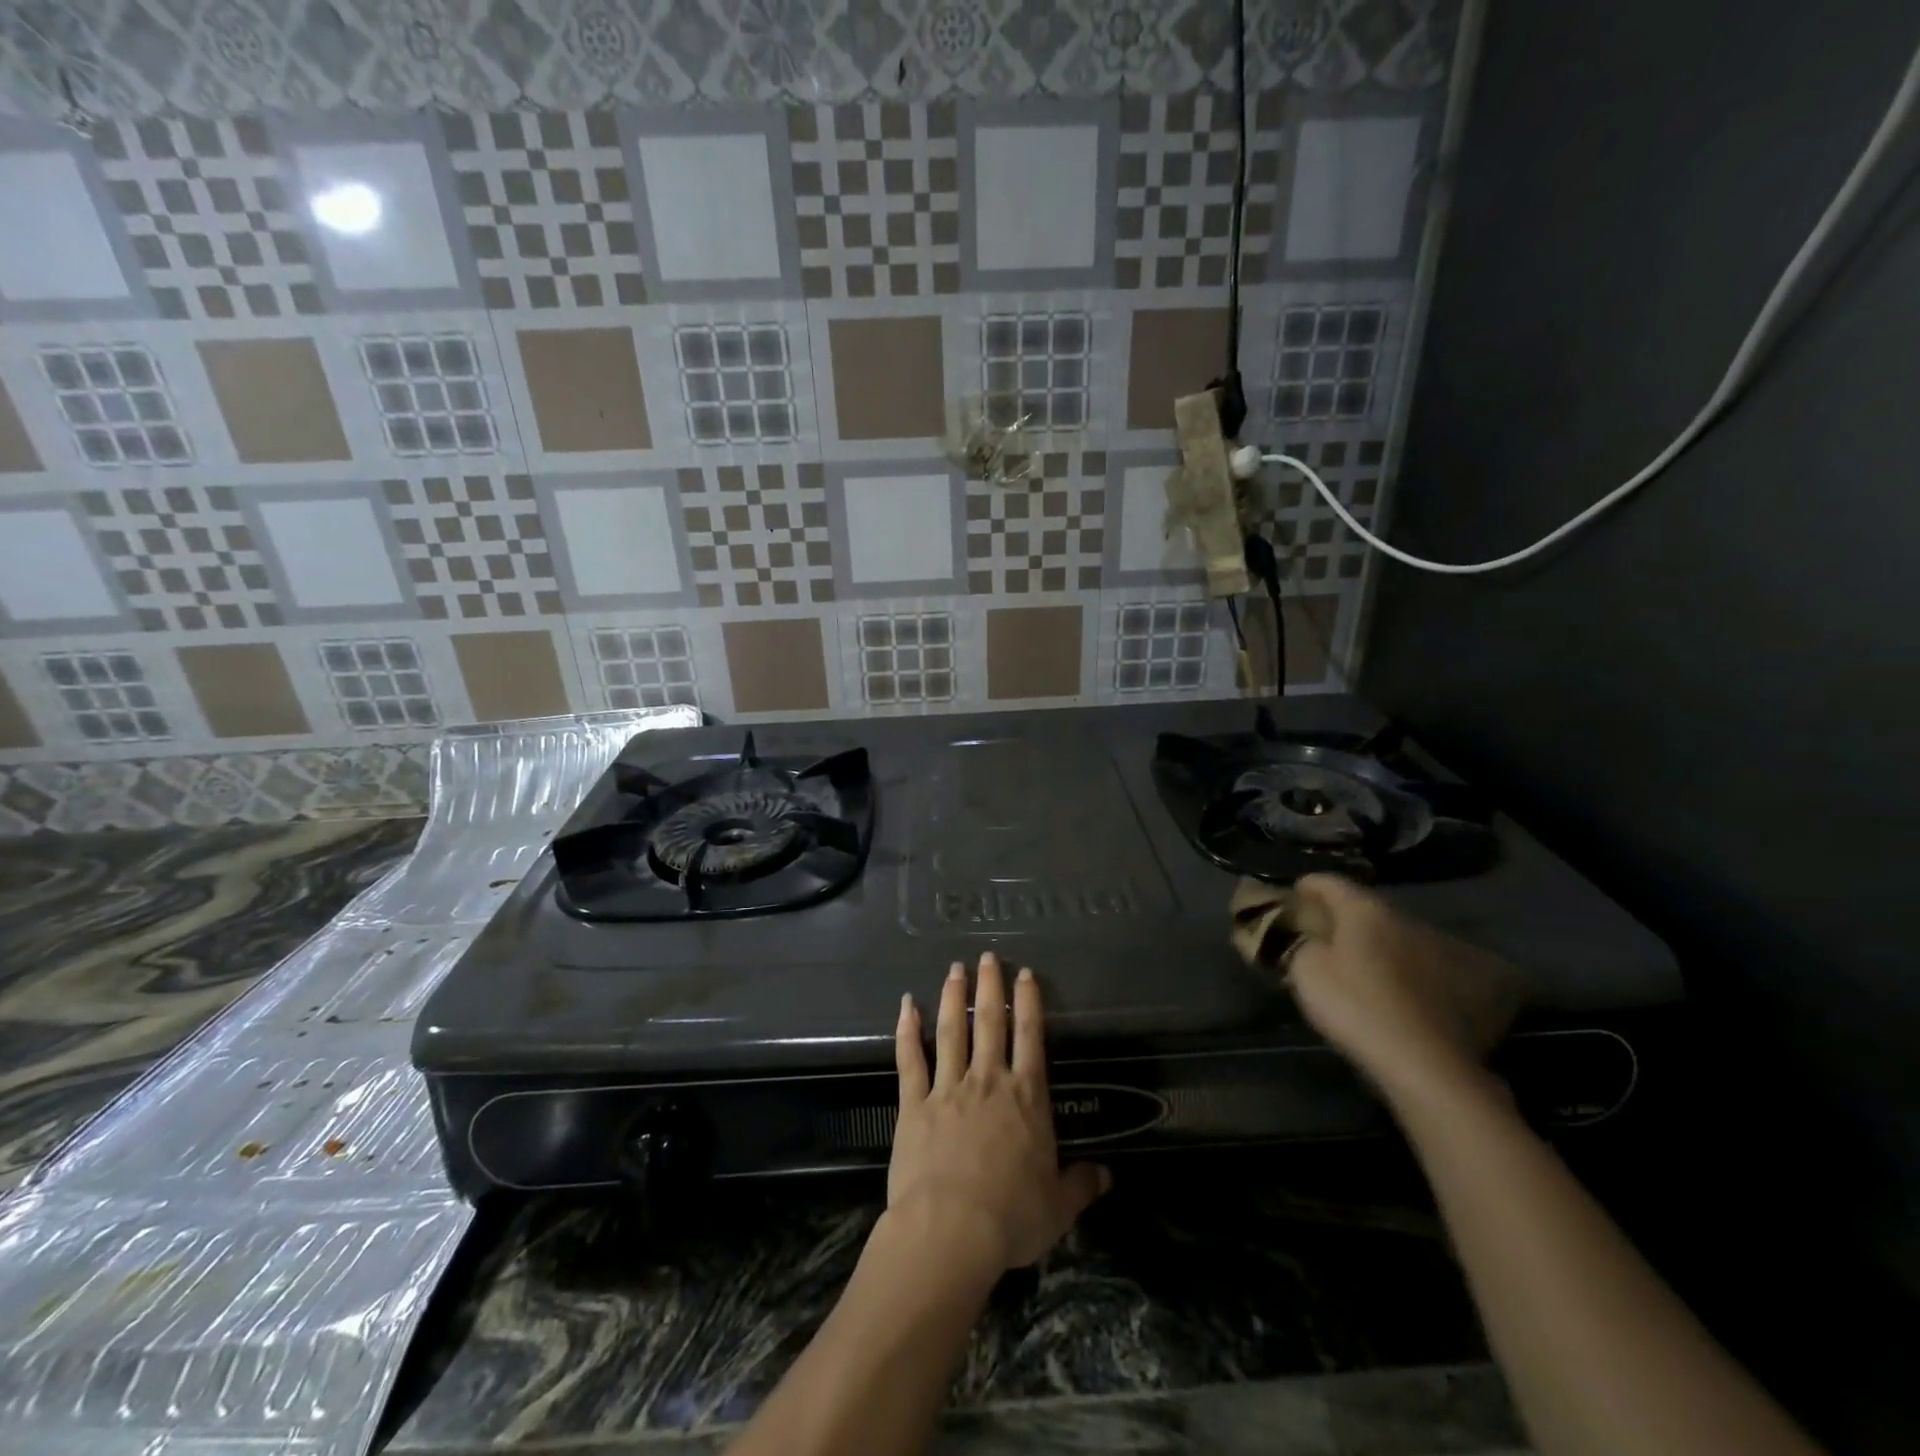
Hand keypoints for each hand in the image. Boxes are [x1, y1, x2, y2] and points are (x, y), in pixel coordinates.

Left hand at [890, 952, 1109, 1271]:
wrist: (951, 1230)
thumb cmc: (1011, 1218)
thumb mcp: (1059, 1207)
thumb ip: (1082, 1185)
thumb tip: (1108, 1175)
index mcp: (1026, 1098)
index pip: (1030, 1037)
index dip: (1029, 1002)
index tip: (1025, 973)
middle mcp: (988, 1081)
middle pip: (989, 1022)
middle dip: (989, 986)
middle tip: (987, 956)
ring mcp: (948, 1088)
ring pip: (951, 1031)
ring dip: (952, 997)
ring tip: (954, 970)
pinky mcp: (914, 1103)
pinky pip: (910, 1059)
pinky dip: (907, 1030)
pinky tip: (906, 1005)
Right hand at [1231, 874, 1522, 1100]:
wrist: (1429, 1064)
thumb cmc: (1357, 1006)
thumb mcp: (1306, 972)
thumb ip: (1302, 945)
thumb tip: (1310, 940)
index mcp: (1366, 910)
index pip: (1330, 882)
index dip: (1308, 885)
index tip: (1294, 894)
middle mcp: (1407, 920)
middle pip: (1369, 909)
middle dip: (1348, 919)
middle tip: (1327, 936)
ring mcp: (1444, 949)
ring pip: (1402, 937)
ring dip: (1383, 945)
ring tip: (1367, 967)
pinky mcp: (1472, 983)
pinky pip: (1430, 967)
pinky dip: (1413, 972)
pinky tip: (1404, 992)